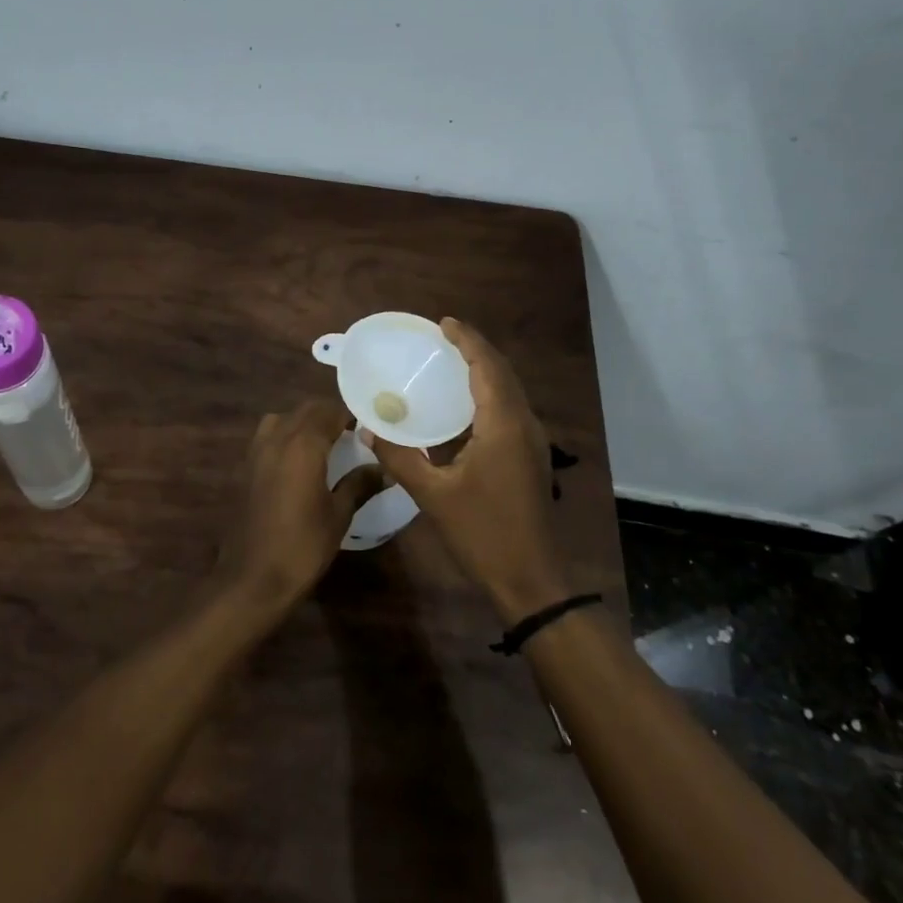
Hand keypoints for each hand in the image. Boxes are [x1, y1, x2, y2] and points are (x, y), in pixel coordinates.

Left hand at [220, 399, 379, 610]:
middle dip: (329, 414)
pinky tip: (299, 462)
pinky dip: (285, 437)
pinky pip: (267, 437)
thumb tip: (384, 469)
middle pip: (305, 410)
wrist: (252, 578)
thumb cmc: (302, 546)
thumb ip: (359, 485)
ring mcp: (256, 452)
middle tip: (352, 432)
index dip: (351, 413)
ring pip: (282, 419)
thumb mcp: (338, 515)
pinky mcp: (244, 468)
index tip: (370, 423)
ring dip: (303, 423)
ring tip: (324, 443)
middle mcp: (277, 439)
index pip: (330, 411)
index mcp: (303, 445)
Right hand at [365, 318, 566, 622]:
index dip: (467, 341)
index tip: (443, 323)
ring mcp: (532, 442)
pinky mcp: (531, 458)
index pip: (487, 367)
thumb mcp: (433, 495)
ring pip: (510, 392)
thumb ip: (400, 458)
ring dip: (484, 372)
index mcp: (504, 425)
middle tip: (443, 339)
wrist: (531, 579)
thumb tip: (370, 429)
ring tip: (451, 363)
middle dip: (476, 350)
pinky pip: (510, 411)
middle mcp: (524, 425)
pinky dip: (488, 396)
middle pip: (503, 373)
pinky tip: (463, 408)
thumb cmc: (482, 533)